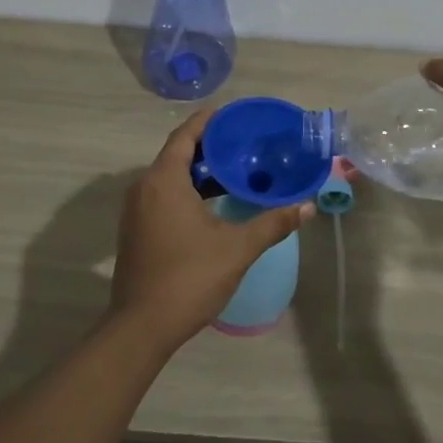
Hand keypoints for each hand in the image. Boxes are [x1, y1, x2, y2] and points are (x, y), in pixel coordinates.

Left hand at [110, 107, 314, 349]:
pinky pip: (162, 194)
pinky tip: (212, 203)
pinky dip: (187, 190)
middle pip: (178, 152)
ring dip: (199, 171)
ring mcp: (136, 209)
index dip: (210, 120)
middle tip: (244, 144)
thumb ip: (273, 223)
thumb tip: (307, 207)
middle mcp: (145, 186)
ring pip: (169, 176)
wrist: (142, 327)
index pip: (186, 134)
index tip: (235, 115)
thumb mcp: (237, 248)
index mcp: (164, 180)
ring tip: (235, 171)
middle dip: (210, 146)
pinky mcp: (135, 229)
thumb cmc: (189, 278)